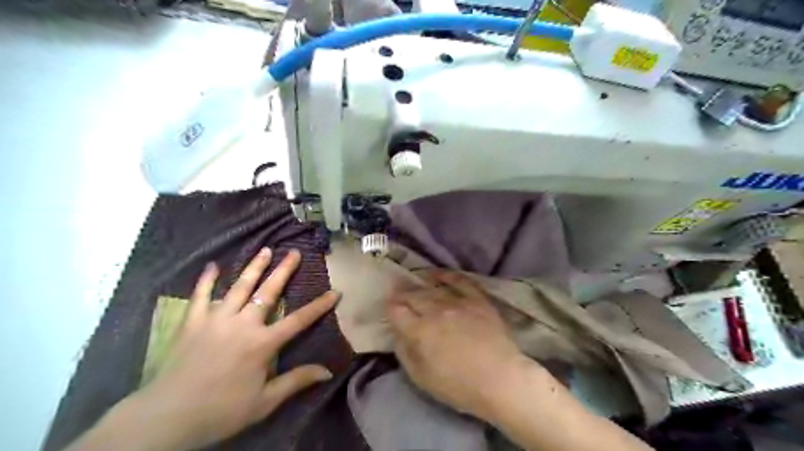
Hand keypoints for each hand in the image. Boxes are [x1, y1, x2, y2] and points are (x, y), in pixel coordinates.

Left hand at [117, 248, 336, 450]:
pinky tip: (213, 266)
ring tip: (265, 250)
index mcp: (262, 343)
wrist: (166, 418)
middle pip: (268, 292)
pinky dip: (206, 280)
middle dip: (284, 271)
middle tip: (294, 252)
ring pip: (239, 287)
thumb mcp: (264, 402)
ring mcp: (216, 320)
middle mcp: (242, 324)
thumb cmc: (221, 411)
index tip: (335, 292)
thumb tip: (327, 371)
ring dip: (254, 267)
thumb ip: (296, 381)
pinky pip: (200, 295)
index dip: (319, 306)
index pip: (299, 320)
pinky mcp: (192, 322)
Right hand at [386, 269, 525, 416]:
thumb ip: (405, 352)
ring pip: (433, 288)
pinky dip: (447, 276)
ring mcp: (458, 302)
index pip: (397, 311)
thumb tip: (398, 334)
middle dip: (402, 294)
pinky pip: (459, 281)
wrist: (500, 379)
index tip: (389, 307)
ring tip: (414, 282)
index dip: (390, 307)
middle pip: (413, 296)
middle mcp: (435, 310)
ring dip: (420, 285)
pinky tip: (438, 274)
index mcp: (419, 330)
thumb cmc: (458, 386)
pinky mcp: (477, 299)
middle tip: (398, 293)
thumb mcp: (422, 378)